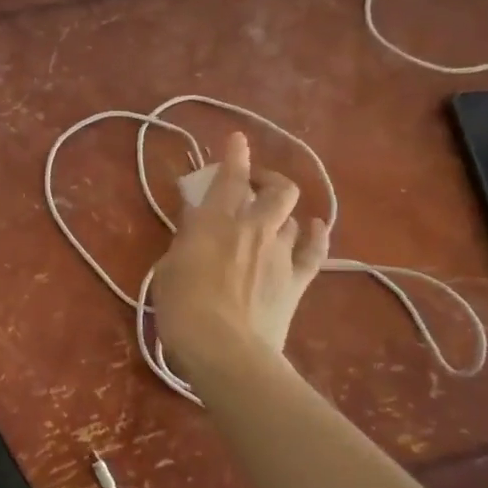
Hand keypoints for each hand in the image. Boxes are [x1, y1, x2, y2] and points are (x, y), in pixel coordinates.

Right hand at [151, 132, 328, 377]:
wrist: (224, 347)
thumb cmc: (182, 305)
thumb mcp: (170, 265)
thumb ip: (187, 238)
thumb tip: (197, 222)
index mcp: (215, 220)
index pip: (230, 177)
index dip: (235, 155)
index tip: (238, 139)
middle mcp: (253, 227)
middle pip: (276, 190)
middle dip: (268, 180)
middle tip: (254, 185)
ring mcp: (279, 253)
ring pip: (294, 216)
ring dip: (283, 212)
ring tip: (271, 217)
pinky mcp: (297, 280)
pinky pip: (315, 251)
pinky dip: (316, 234)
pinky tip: (315, 226)